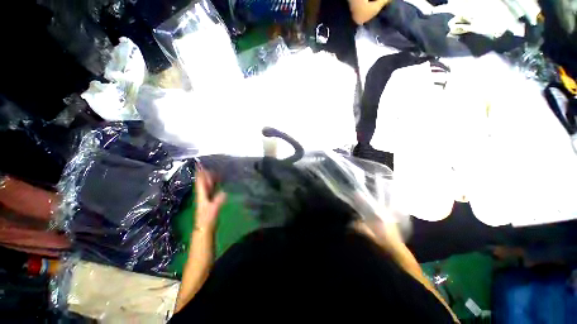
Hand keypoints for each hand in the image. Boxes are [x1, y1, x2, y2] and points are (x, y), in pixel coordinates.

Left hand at [194, 169, 226, 234]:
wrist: (205, 228)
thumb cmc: (207, 219)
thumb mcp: (213, 209)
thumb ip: (218, 201)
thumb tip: (225, 192)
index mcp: (201, 195)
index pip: (200, 182)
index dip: (200, 174)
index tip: (200, 165)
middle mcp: (203, 194)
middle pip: (203, 182)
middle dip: (205, 173)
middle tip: (209, 165)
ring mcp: (206, 197)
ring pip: (207, 185)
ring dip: (209, 178)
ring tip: (214, 170)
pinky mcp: (210, 201)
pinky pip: (211, 189)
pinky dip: (214, 184)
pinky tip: (217, 181)